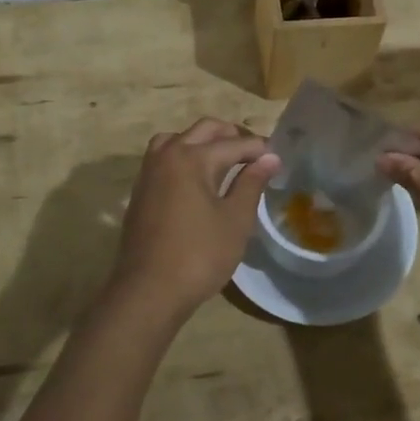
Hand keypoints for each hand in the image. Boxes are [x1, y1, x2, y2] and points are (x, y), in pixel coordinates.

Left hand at [103, 118, 280, 325]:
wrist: (148, 290)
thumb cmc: (199, 255)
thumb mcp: (235, 220)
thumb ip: (251, 183)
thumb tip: (269, 158)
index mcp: (193, 158)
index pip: (234, 143)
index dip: (259, 149)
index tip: (278, 157)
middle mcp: (168, 155)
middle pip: (205, 130)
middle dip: (232, 136)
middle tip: (255, 155)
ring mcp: (149, 171)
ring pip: (178, 138)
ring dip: (203, 141)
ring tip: (224, 161)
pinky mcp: (141, 189)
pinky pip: (164, 157)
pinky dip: (184, 155)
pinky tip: (198, 179)